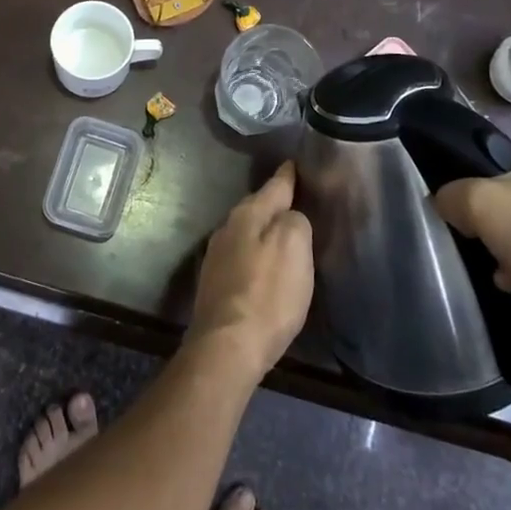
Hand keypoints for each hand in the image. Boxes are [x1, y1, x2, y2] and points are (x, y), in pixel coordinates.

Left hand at [188, 163, 314, 378]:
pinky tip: (264, 265)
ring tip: (284, 231)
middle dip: (275, 203)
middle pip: (257, 208)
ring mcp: (217, 256)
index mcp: (247, 215)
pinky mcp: (215, 283)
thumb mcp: (294, 248)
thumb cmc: (267, 294)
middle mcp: (227, 228)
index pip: (274, 186)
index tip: (295, 163)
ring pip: (247, 232)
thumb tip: (290, 217)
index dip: (288, 175)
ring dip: (264, 230)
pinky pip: (241, 256)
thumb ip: (296, 222)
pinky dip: (255, 254)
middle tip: (296, 199)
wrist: (227, 346)